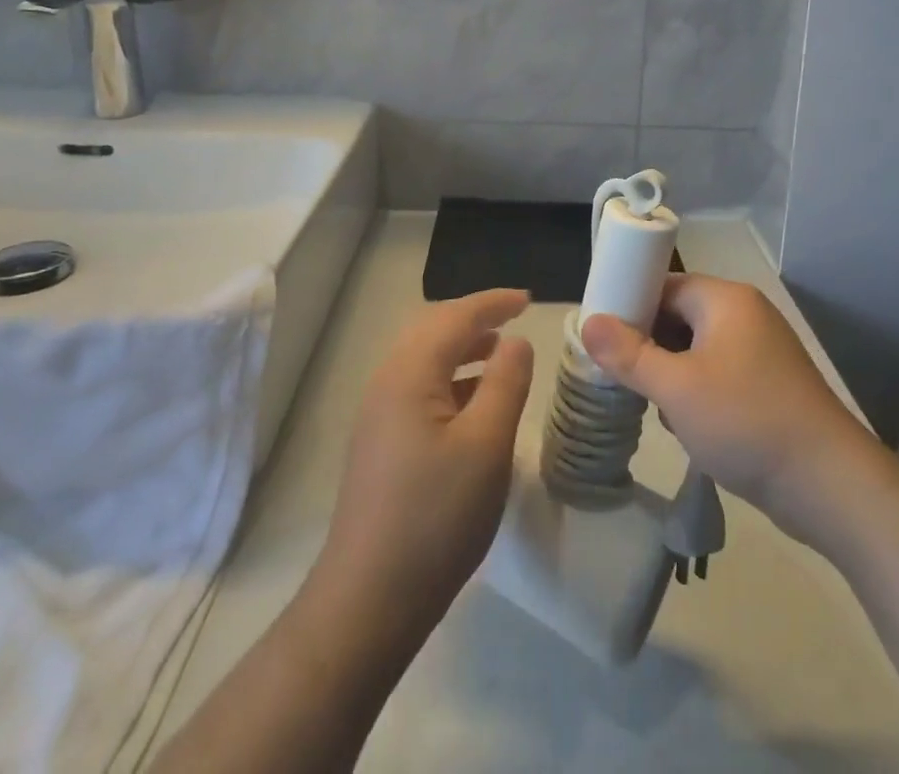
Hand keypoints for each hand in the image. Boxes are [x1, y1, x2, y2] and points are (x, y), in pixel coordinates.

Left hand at [314, 289, 535, 638]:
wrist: (369, 600)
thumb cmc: (436, 516)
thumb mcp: (486, 445)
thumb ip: (506, 383)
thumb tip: (515, 342)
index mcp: (409, 374)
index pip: (455, 317)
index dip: (493, 302)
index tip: (529, 299)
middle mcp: (387, 383)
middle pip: (433, 330)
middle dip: (475, 318)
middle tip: (515, 318)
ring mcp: (379, 415)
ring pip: (425, 360)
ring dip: (463, 348)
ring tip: (501, 354)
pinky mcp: (380, 443)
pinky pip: (420, 388)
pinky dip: (451, 379)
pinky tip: (474, 402)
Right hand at [580, 276, 873, 540]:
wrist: (830, 485)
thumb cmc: (746, 422)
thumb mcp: (676, 389)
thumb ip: (628, 354)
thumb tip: (587, 322)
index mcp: (726, 300)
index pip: (664, 285)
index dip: (630, 307)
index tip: (602, 339)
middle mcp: (746, 314)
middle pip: (679, 317)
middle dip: (650, 348)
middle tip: (625, 380)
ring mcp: (762, 350)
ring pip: (696, 350)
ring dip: (672, 376)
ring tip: (658, 410)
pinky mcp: (770, 385)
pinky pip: (719, 374)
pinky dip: (698, 393)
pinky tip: (690, 429)